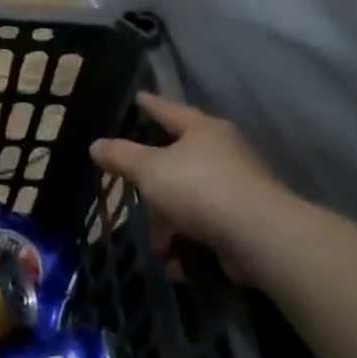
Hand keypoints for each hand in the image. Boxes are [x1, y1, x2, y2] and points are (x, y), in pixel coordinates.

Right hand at [91, 93, 299, 281]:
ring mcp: (238, 187)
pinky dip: (189, 243)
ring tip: (158, 246)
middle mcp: (224, 152)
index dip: (150, 104)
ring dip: (169, 224)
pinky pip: (205, 227)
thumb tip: (97, 145)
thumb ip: (121, 156)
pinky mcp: (245, 221)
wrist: (260, 237)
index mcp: (203, 130)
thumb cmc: (199, 188)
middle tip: (133, 193)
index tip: (138, 96)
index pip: (169, 109)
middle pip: (177, 161)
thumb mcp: (149, 169)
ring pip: (189, 199)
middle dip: (153, 185)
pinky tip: (176, 261)